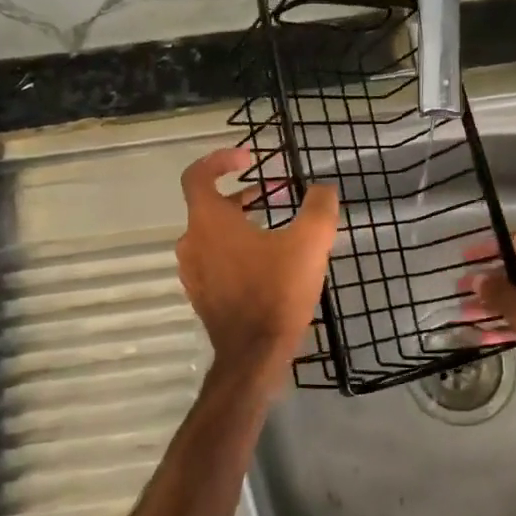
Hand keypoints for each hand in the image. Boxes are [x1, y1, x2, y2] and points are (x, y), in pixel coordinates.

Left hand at [175, 147, 338, 404]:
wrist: (254, 355)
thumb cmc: (277, 291)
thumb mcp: (310, 242)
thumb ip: (319, 207)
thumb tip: (323, 189)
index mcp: (208, 222)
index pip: (197, 175)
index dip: (220, 160)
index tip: (248, 159)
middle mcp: (192, 242)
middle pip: (209, 205)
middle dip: (243, 194)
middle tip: (277, 194)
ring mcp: (193, 272)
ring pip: (213, 234)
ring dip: (242, 222)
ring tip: (278, 226)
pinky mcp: (202, 295)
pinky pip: (216, 259)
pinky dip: (237, 249)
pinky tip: (270, 261)